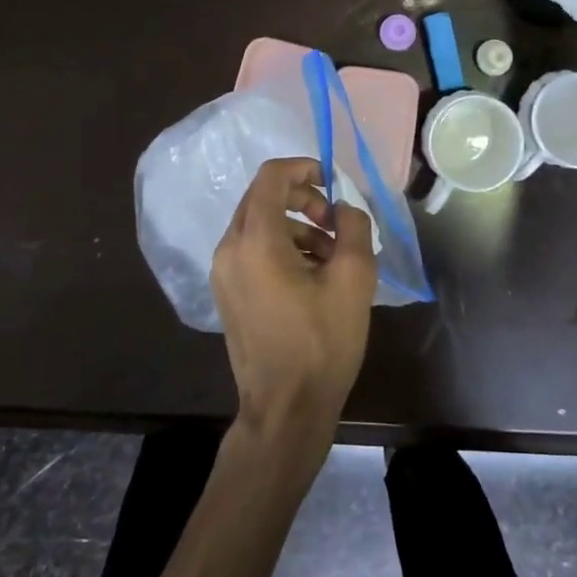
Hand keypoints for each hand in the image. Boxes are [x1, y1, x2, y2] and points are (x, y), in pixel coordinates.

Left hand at [210, 157, 376, 459]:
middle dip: (303, 199)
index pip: (271, 176)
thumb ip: (353, 226)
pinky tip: (313, 276)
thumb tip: (343, 208)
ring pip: (259, 224)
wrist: (286, 409)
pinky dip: (282, 247)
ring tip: (333, 255)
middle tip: (336, 224)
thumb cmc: (322, 342)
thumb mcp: (354, 278)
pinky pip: (253, 250)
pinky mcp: (227, 293)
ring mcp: (223, 273)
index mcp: (256, 240)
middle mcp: (229, 249)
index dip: (305, 167)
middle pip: (262, 197)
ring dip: (296, 225)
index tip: (334, 183)